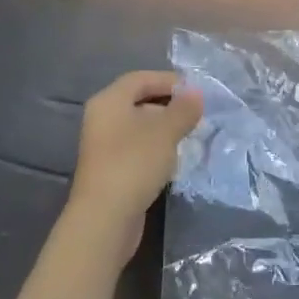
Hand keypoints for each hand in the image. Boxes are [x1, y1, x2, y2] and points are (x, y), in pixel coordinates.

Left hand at [67, 70, 203, 265]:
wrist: (104, 219)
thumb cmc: (134, 164)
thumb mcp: (165, 131)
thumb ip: (183, 109)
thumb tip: (196, 93)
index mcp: (109, 101)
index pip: (141, 79)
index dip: (169, 81)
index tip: (196, 91)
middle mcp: (102, 119)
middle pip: (139, 101)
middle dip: (169, 105)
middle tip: (196, 115)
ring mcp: (103, 146)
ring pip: (139, 127)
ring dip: (165, 129)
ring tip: (190, 136)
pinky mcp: (110, 170)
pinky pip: (136, 149)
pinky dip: (156, 149)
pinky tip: (174, 160)